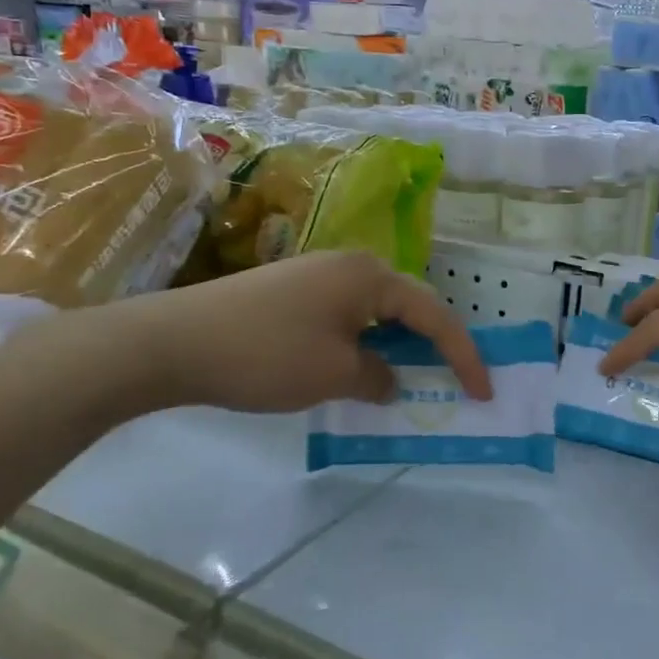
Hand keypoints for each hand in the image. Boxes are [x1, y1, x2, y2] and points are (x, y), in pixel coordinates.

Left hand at [54, 252, 491, 417]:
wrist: (175, 342)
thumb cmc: (268, 354)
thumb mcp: (334, 374)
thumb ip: (377, 376)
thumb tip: (389, 378)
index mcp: (370, 276)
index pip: (434, 314)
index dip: (463, 355)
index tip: (483, 392)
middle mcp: (349, 266)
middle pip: (408, 306)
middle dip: (434, 345)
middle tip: (454, 381)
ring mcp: (316, 276)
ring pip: (376, 313)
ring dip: (396, 347)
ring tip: (410, 379)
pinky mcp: (291, 293)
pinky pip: (346, 318)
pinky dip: (364, 345)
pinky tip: (357, 369)